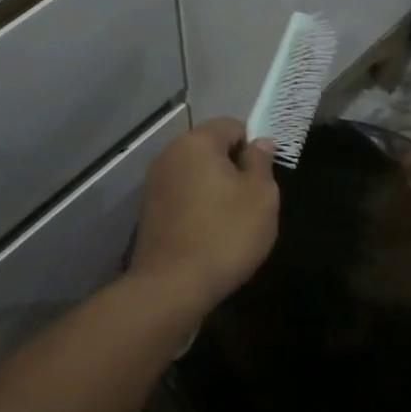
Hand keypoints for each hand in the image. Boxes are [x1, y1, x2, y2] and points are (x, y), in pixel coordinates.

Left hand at [130, 119, 278, 310]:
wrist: (172, 285)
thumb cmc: (225, 234)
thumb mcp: (261, 196)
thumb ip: (261, 162)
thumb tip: (259, 142)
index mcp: (196, 142)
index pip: (232, 125)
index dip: (253, 147)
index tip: (263, 178)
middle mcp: (169, 154)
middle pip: (210, 148)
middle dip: (232, 168)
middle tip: (251, 202)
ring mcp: (154, 183)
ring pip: (195, 174)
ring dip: (214, 189)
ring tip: (230, 222)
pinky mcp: (148, 211)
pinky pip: (181, 196)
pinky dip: (196, 207)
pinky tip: (208, 234)